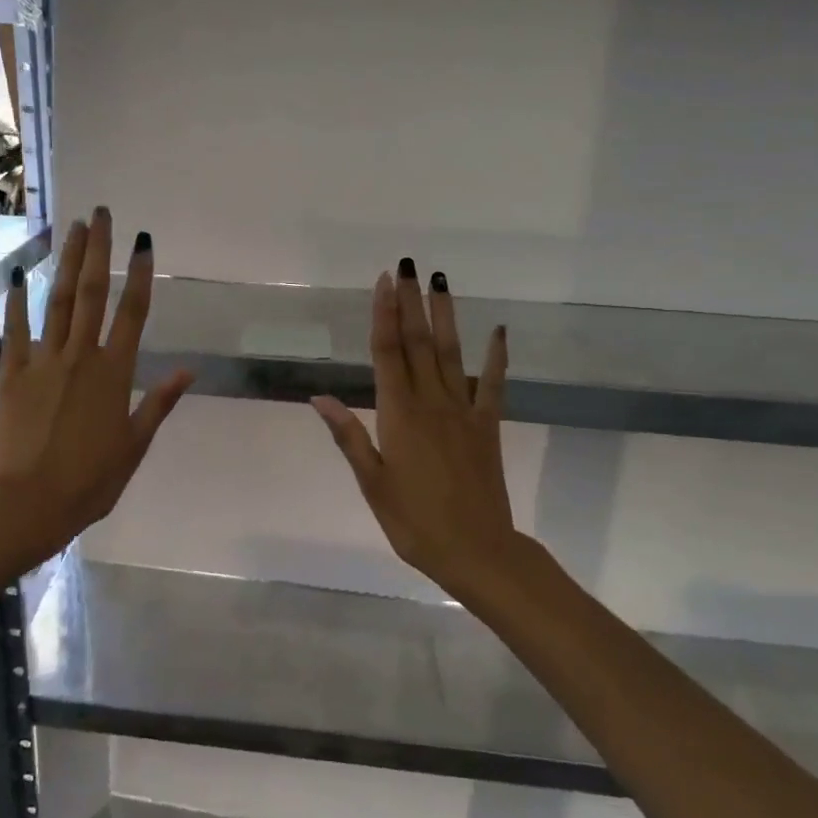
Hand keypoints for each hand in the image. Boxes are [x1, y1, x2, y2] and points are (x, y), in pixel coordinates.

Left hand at [0, 208, 191, 561]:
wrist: (28, 503)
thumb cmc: (90, 480)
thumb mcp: (134, 445)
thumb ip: (158, 403)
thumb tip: (189, 370)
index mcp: (115, 373)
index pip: (133, 313)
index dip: (140, 275)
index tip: (143, 242)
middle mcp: (81, 356)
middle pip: (91, 293)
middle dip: (98, 251)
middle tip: (101, 214)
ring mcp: (42, 361)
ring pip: (56, 302)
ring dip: (65, 262)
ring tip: (71, 228)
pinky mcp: (11, 373)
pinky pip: (15, 330)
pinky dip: (16, 302)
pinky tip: (17, 276)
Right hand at [312, 260, 521, 608]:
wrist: (476, 551)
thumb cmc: (414, 522)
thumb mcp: (372, 483)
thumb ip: (349, 436)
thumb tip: (320, 397)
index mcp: (398, 415)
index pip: (388, 353)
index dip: (385, 315)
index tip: (384, 282)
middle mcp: (431, 403)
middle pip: (418, 343)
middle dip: (411, 302)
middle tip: (407, 266)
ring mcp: (464, 411)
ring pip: (451, 354)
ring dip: (445, 316)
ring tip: (440, 281)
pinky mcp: (488, 426)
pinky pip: (493, 384)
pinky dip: (497, 357)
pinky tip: (498, 331)